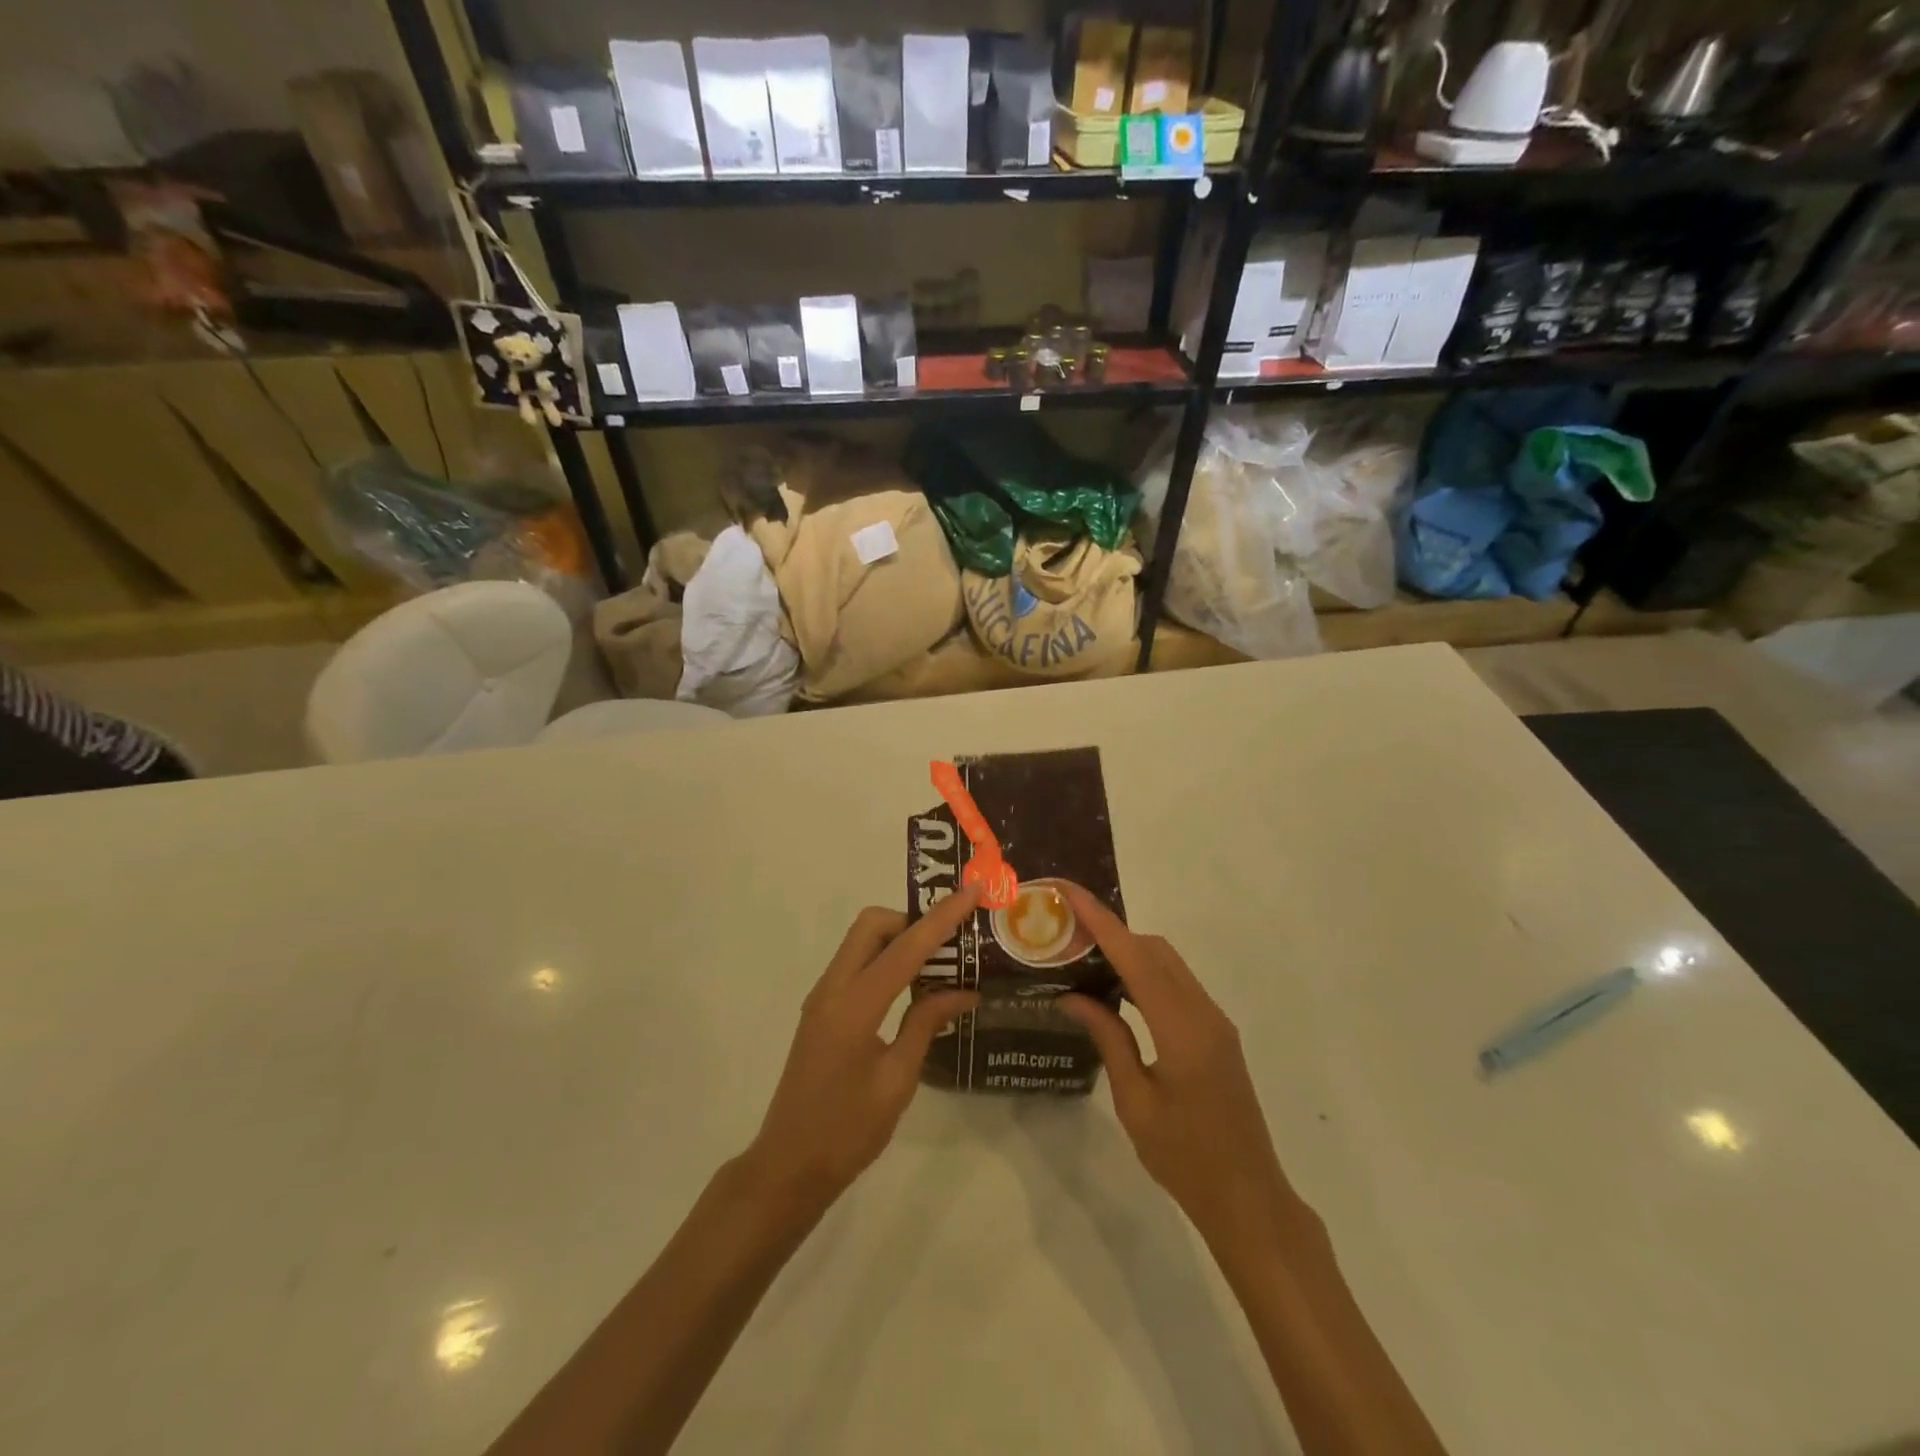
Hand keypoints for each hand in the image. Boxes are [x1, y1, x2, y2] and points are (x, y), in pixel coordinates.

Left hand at [744, 886, 981, 1213]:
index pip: (904, 948)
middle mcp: (832, 989)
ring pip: (861, 942)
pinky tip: (913, 985)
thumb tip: (964, 991)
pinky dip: (885, 960)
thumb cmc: (847, 1132)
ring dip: (899, 938)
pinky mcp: (822, 1010)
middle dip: (912, 919)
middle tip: (952, 939)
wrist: (788, 1166)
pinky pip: (856, 965)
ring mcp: (822, 997)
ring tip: (941, 958)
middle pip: (872, 926)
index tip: (971, 892)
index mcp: (853, 1006)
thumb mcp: (897, 1081)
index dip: (941, 919)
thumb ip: (926, 1024)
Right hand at [1057, 886, 1306, 1253]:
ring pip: (1168, 965)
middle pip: (1155, 951)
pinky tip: (1116, 991)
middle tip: (1066, 932)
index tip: (1069, 893)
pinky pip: (1177, 986)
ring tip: (1084, 956)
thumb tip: (1073, 996)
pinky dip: (1144, 975)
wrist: (1249, 1198)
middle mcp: (1203, 1012)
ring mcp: (1215, 1021)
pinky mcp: (1216, 1033)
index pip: (1135, 958)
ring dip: (1128, 952)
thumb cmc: (1185, 1159)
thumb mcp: (1135, 1101)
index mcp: (1182, 1028)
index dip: (1100, 921)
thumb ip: (1108, 1039)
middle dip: (1111, 931)